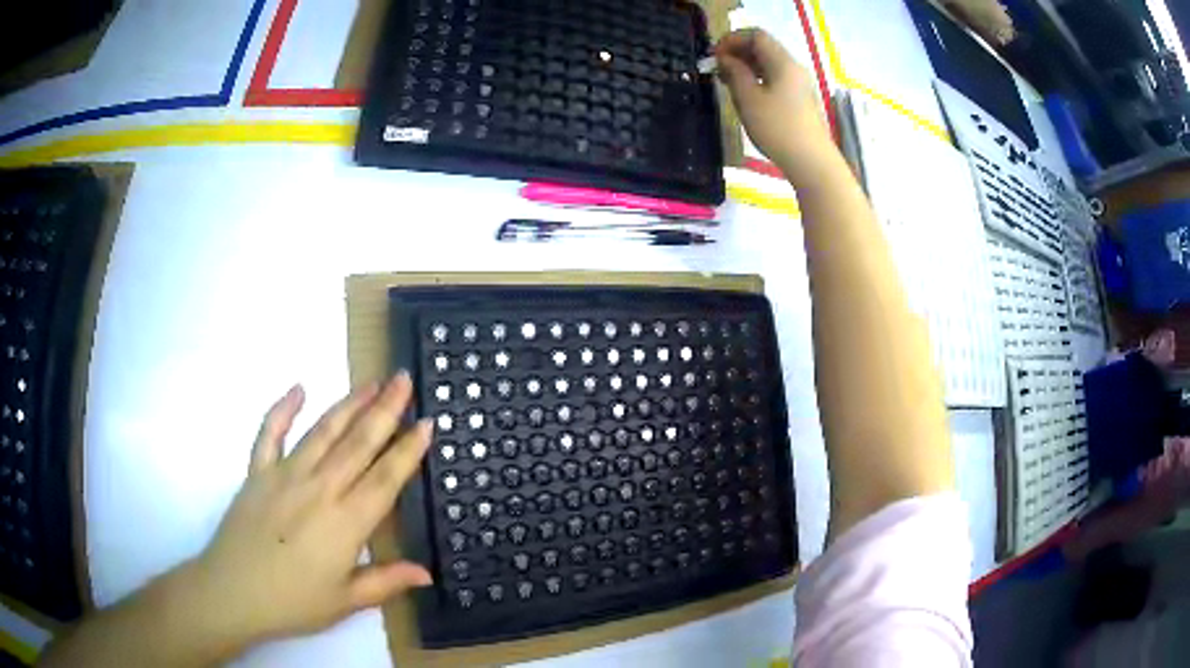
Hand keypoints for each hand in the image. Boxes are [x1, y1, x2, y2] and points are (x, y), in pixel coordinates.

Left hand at [181, 375, 433, 652]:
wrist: (233, 592)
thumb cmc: (294, 602)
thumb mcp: (346, 602)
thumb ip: (386, 582)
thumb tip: (427, 573)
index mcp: (346, 522)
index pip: (385, 478)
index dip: (408, 450)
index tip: (427, 422)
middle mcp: (319, 488)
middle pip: (357, 443)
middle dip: (385, 409)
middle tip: (403, 379)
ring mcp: (284, 474)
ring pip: (322, 431)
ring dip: (348, 404)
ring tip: (371, 382)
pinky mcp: (257, 472)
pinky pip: (270, 433)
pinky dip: (283, 409)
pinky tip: (298, 388)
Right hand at [715, 29, 832, 182]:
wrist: (811, 162)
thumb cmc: (778, 129)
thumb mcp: (748, 98)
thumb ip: (734, 73)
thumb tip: (725, 59)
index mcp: (783, 63)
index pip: (756, 36)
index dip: (732, 40)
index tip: (714, 56)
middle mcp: (793, 68)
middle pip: (763, 48)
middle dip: (737, 53)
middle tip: (717, 69)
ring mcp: (799, 85)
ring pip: (769, 65)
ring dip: (746, 67)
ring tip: (727, 82)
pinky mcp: (799, 101)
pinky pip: (775, 79)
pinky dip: (757, 80)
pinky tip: (745, 95)